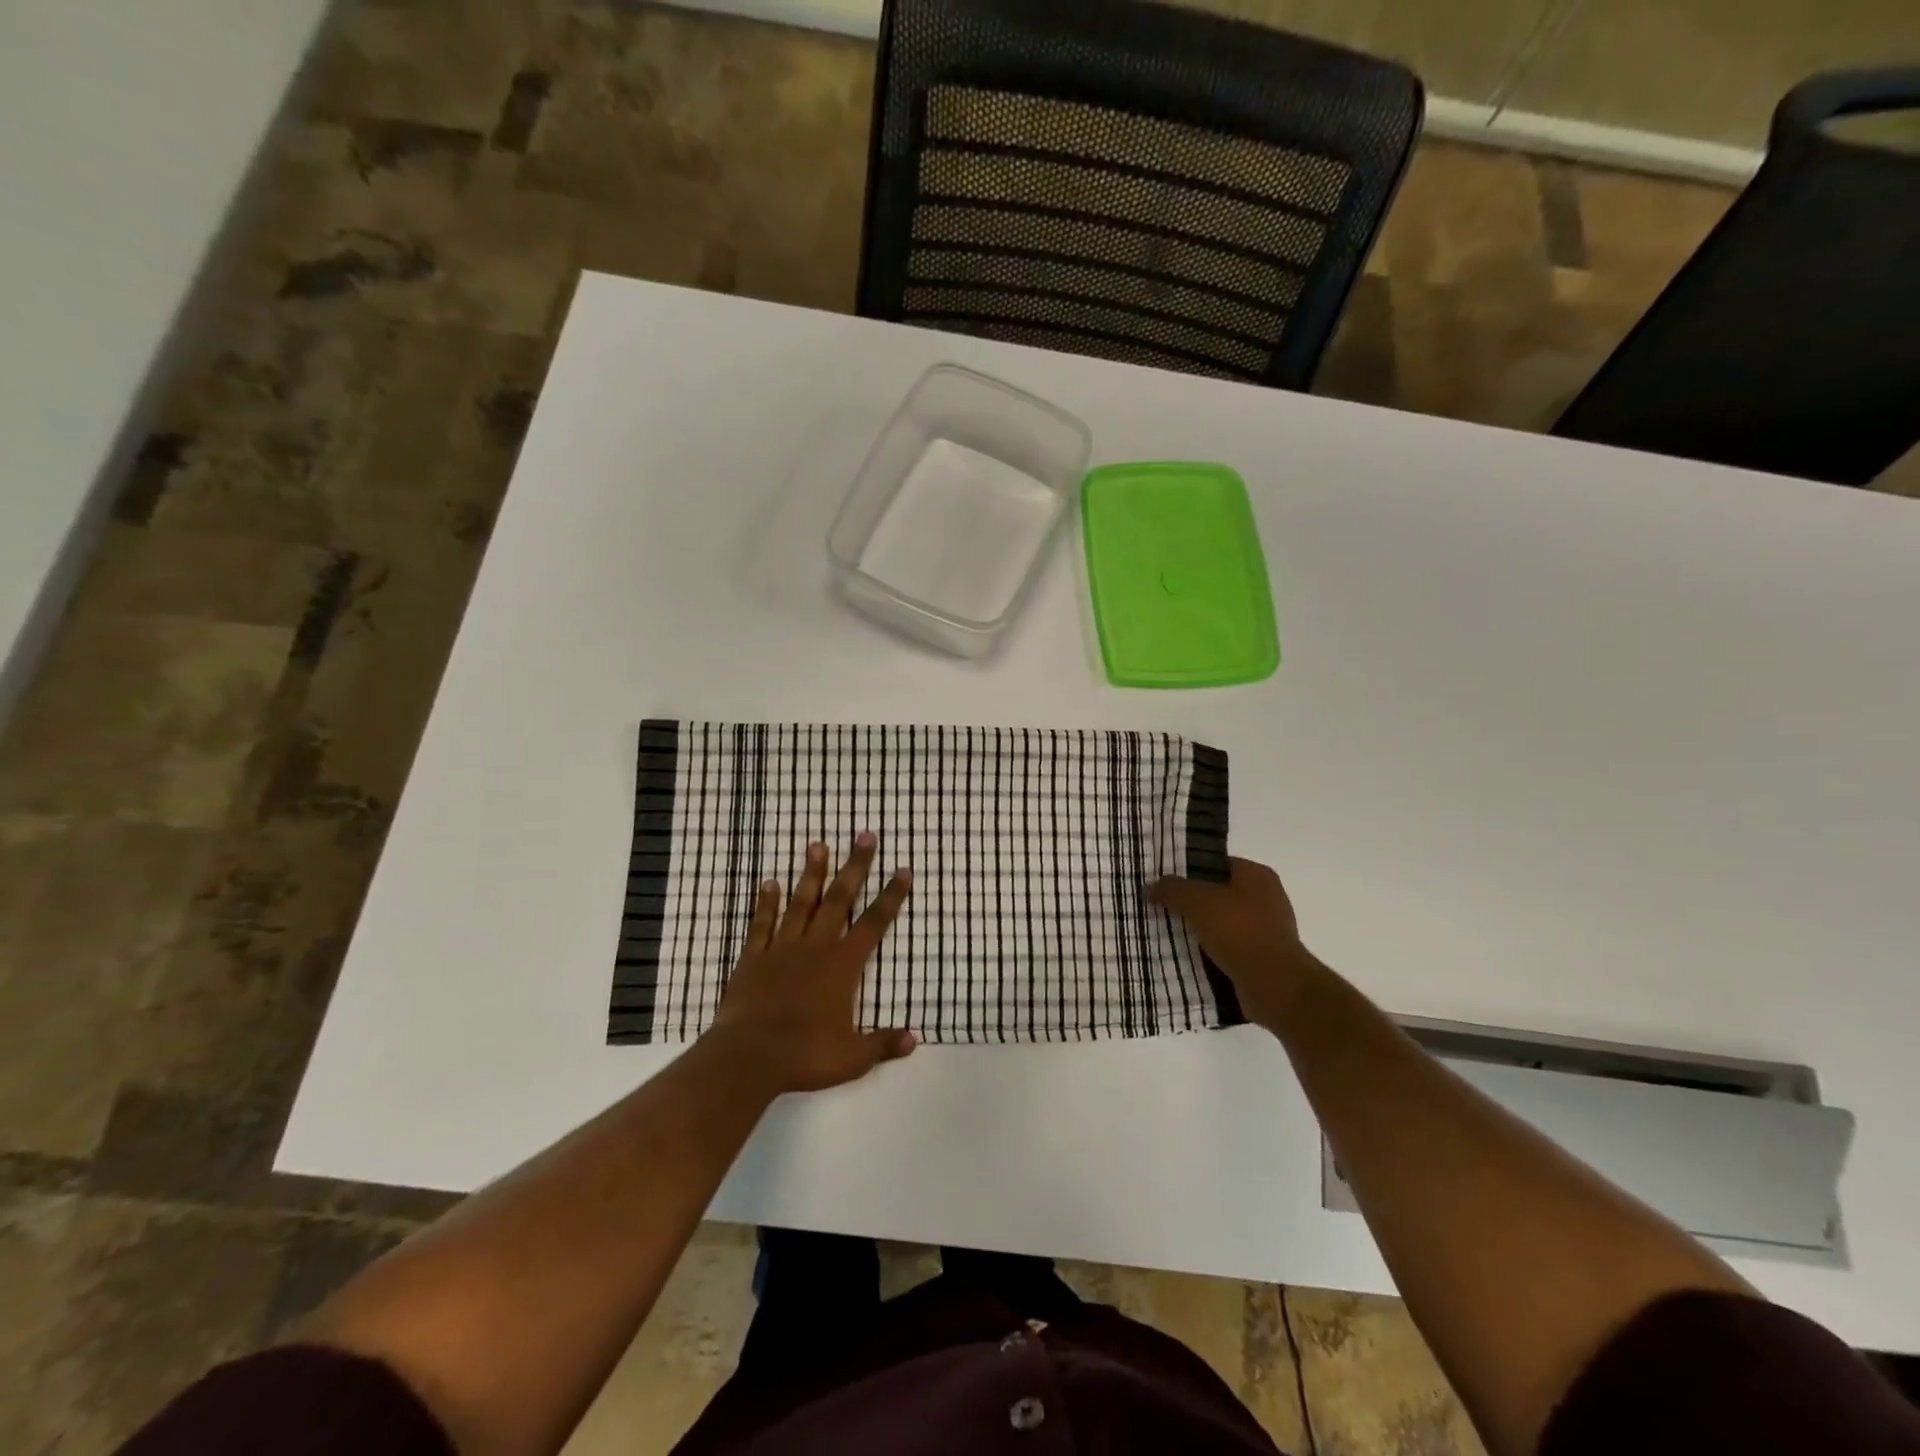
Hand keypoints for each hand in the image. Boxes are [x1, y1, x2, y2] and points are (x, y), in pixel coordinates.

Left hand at [705, 832, 916, 1095]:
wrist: (748, 1057)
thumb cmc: (805, 1055)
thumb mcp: (852, 1057)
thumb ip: (883, 1044)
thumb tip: (915, 1039)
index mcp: (842, 966)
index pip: (874, 924)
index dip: (891, 897)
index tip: (903, 870)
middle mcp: (815, 948)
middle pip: (839, 900)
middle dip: (855, 867)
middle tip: (864, 835)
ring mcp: (782, 949)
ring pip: (801, 903)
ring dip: (811, 874)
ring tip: (818, 844)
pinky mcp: (753, 958)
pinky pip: (762, 924)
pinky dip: (766, 903)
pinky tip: (769, 883)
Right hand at [1150, 857, 1320, 1030]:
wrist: (1275, 986)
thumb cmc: (1240, 932)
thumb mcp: (1198, 902)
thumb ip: (1172, 889)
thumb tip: (1150, 887)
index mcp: (1257, 876)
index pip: (1217, 863)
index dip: (1189, 871)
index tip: (1164, 882)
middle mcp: (1266, 898)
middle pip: (1218, 893)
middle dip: (1191, 902)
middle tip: (1160, 907)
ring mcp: (1266, 930)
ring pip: (1221, 923)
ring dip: (1199, 929)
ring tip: (1167, 933)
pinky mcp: (1262, 958)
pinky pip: (1227, 948)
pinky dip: (1209, 951)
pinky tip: (1187, 957)